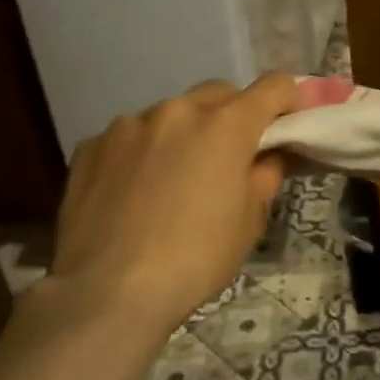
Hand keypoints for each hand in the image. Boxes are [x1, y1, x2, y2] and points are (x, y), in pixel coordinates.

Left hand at [49, 76, 298, 333]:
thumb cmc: (197, 257)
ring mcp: (130, 124)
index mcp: (227, 124)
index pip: (274, 86)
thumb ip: (266, 173)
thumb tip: (269, 154)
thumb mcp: (251, 220)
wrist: (108, 293)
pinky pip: (131, 137)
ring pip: (172, 114)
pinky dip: (143, 152)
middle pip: (220, 94)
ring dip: (184, 134)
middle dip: (233, 116)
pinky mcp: (91, 145)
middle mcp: (179, 110)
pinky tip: (134, 192)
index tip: (287, 125)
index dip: (288, 101)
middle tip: (231, 157)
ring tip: (174, 179)